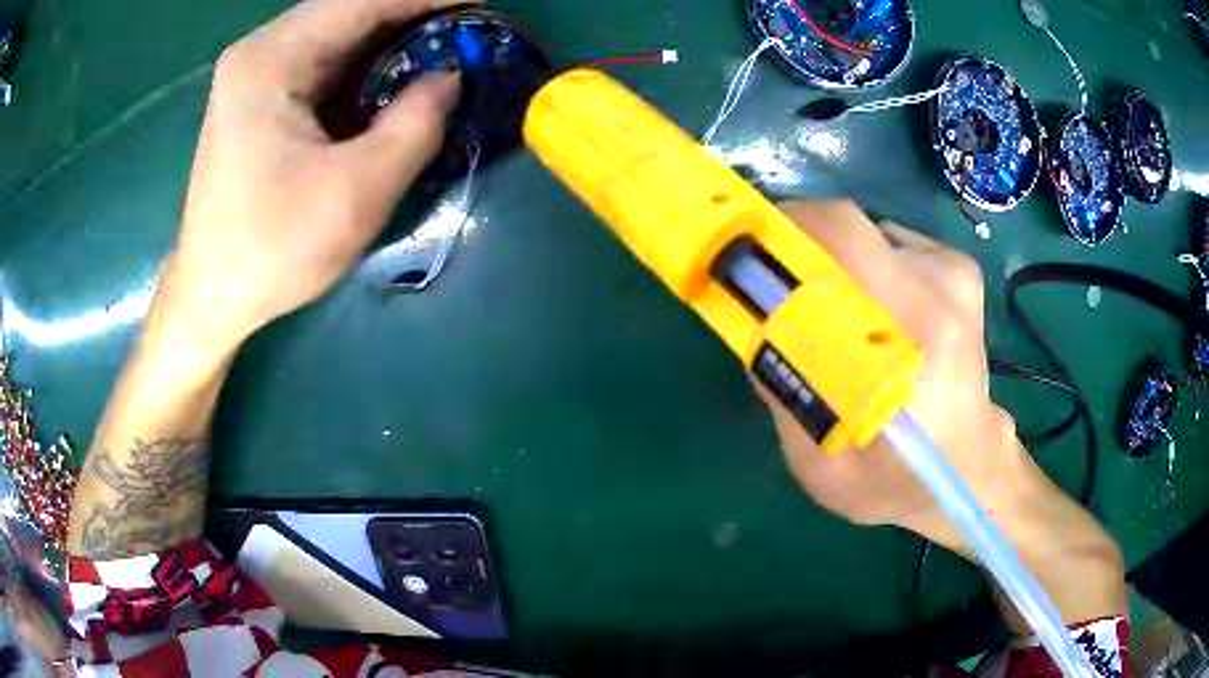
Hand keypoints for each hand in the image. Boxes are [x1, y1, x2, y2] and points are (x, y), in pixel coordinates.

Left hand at [160, 0, 466, 352]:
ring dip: (391, 33)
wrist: (211, 296)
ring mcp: (254, 73)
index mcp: (271, 59)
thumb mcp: (358, 191)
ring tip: (444, 44)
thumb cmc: (273, 250)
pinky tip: (396, 72)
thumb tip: (451, 76)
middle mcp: (259, 52)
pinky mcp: (257, 97)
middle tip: (467, 27)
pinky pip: (322, 58)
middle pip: (348, 9)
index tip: (482, 3)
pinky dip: (365, 59)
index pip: (364, 0)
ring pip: (337, 30)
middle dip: (412, 12)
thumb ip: (416, 123)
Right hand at [758, 202, 1026, 553]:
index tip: (747, 247)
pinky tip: (876, 313)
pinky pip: (894, 246)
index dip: (783, 229)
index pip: (840, 238)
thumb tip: (755, 322)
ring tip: (835, 313)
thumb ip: (784, 389)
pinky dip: (870, 267)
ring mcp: (955, 274)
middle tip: (776, 280)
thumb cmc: (894, 480)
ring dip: (838, 262)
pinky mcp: (960, 271)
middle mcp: (938, 290)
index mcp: (909, 338)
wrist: (968, 470)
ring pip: (869, 237)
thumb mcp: (819, 462)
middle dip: (800, 243)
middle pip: (849, 226)